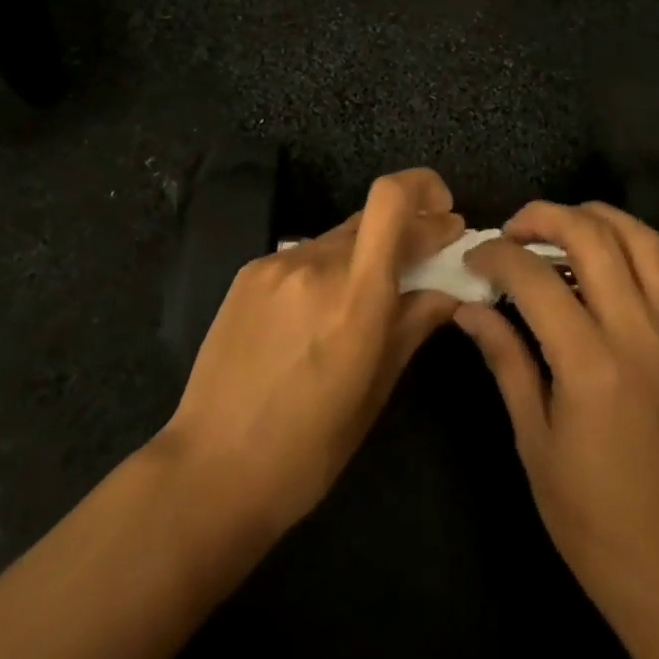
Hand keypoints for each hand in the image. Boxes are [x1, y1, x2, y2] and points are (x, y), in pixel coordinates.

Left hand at [159, 168, 464, 537]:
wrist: (209, 471)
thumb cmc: (307, 449)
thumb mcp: (375, 391)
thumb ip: (414, 324)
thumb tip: (449, 288)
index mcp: (354, 297)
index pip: (391, 200)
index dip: (424, 188)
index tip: (447, 215)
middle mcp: (316, 264)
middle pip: (372, 217)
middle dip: (407, 230)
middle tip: (424, 259)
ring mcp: (277, 264)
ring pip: (339, 237)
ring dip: (365, 253)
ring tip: (366, 297)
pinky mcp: (250, 272)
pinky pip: (305, 256)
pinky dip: (326, 269)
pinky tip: (319, 311)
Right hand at [455, 202, 658, 658]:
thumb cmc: (594, 522)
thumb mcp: (535, 444)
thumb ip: (506, 362)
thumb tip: (468, 309)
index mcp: (591, 364)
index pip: (535, 278)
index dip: (496, 257)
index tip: (472, 260)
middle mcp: (637, 334)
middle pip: (593, 237)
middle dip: (543, 216)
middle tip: (511, 230)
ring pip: (642, 240)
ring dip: (596, 218)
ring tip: (560, 227)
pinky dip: (638, 249)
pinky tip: (610, 263)